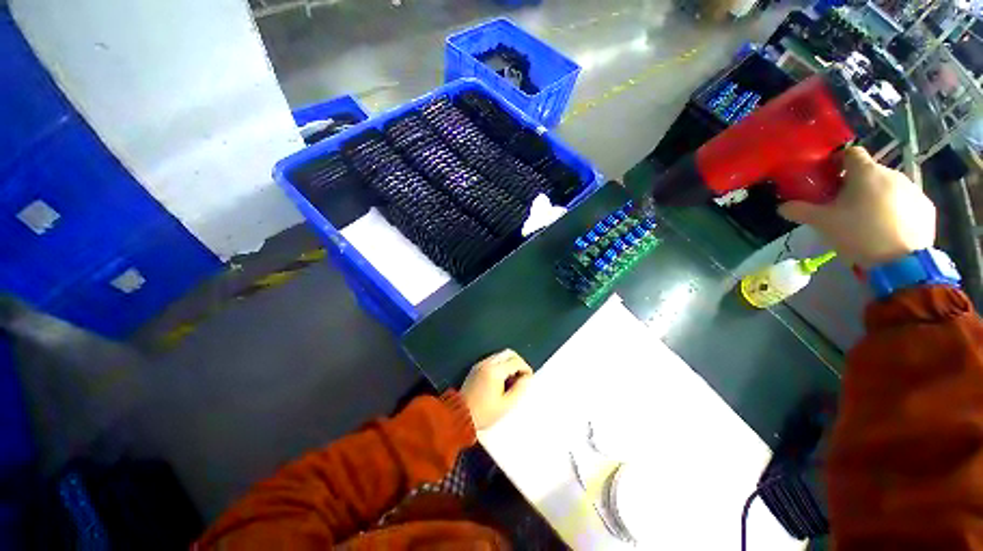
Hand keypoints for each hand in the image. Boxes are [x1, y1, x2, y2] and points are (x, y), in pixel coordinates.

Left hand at [460, 349, 532, 430]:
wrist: (459, 415)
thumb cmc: (484, 412)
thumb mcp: (505, 405)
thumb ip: (519, 389)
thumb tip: (527, 378)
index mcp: (496, 371)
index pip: (516, 361)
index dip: (525, 368)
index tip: (529, 378)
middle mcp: (488, 363)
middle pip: (508, 353)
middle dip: (518, 362)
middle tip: (522, 376)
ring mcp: (480, 364)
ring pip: (500, 355)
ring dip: (509, 362)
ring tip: (512, 379)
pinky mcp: (476, 368)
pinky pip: (492, 359)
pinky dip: (501, 364)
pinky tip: (502, 379)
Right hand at [779, 147, 935, 268]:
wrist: (902, 262)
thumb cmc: (858, 234)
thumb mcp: (823, 223)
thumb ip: (800, 211)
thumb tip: (782, 206)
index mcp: (866, 173)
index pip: (850, 153)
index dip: (838, 161)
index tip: (828, 176)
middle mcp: (892, 174)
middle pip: (870, 172)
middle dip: (856, 184)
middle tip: (844, 205)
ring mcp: (913, 190)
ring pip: (889, 187)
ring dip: (877, 196)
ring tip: (868, 219)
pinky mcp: (926, 207)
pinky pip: (906, 202)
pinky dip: (895, 209)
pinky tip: (888, 228)